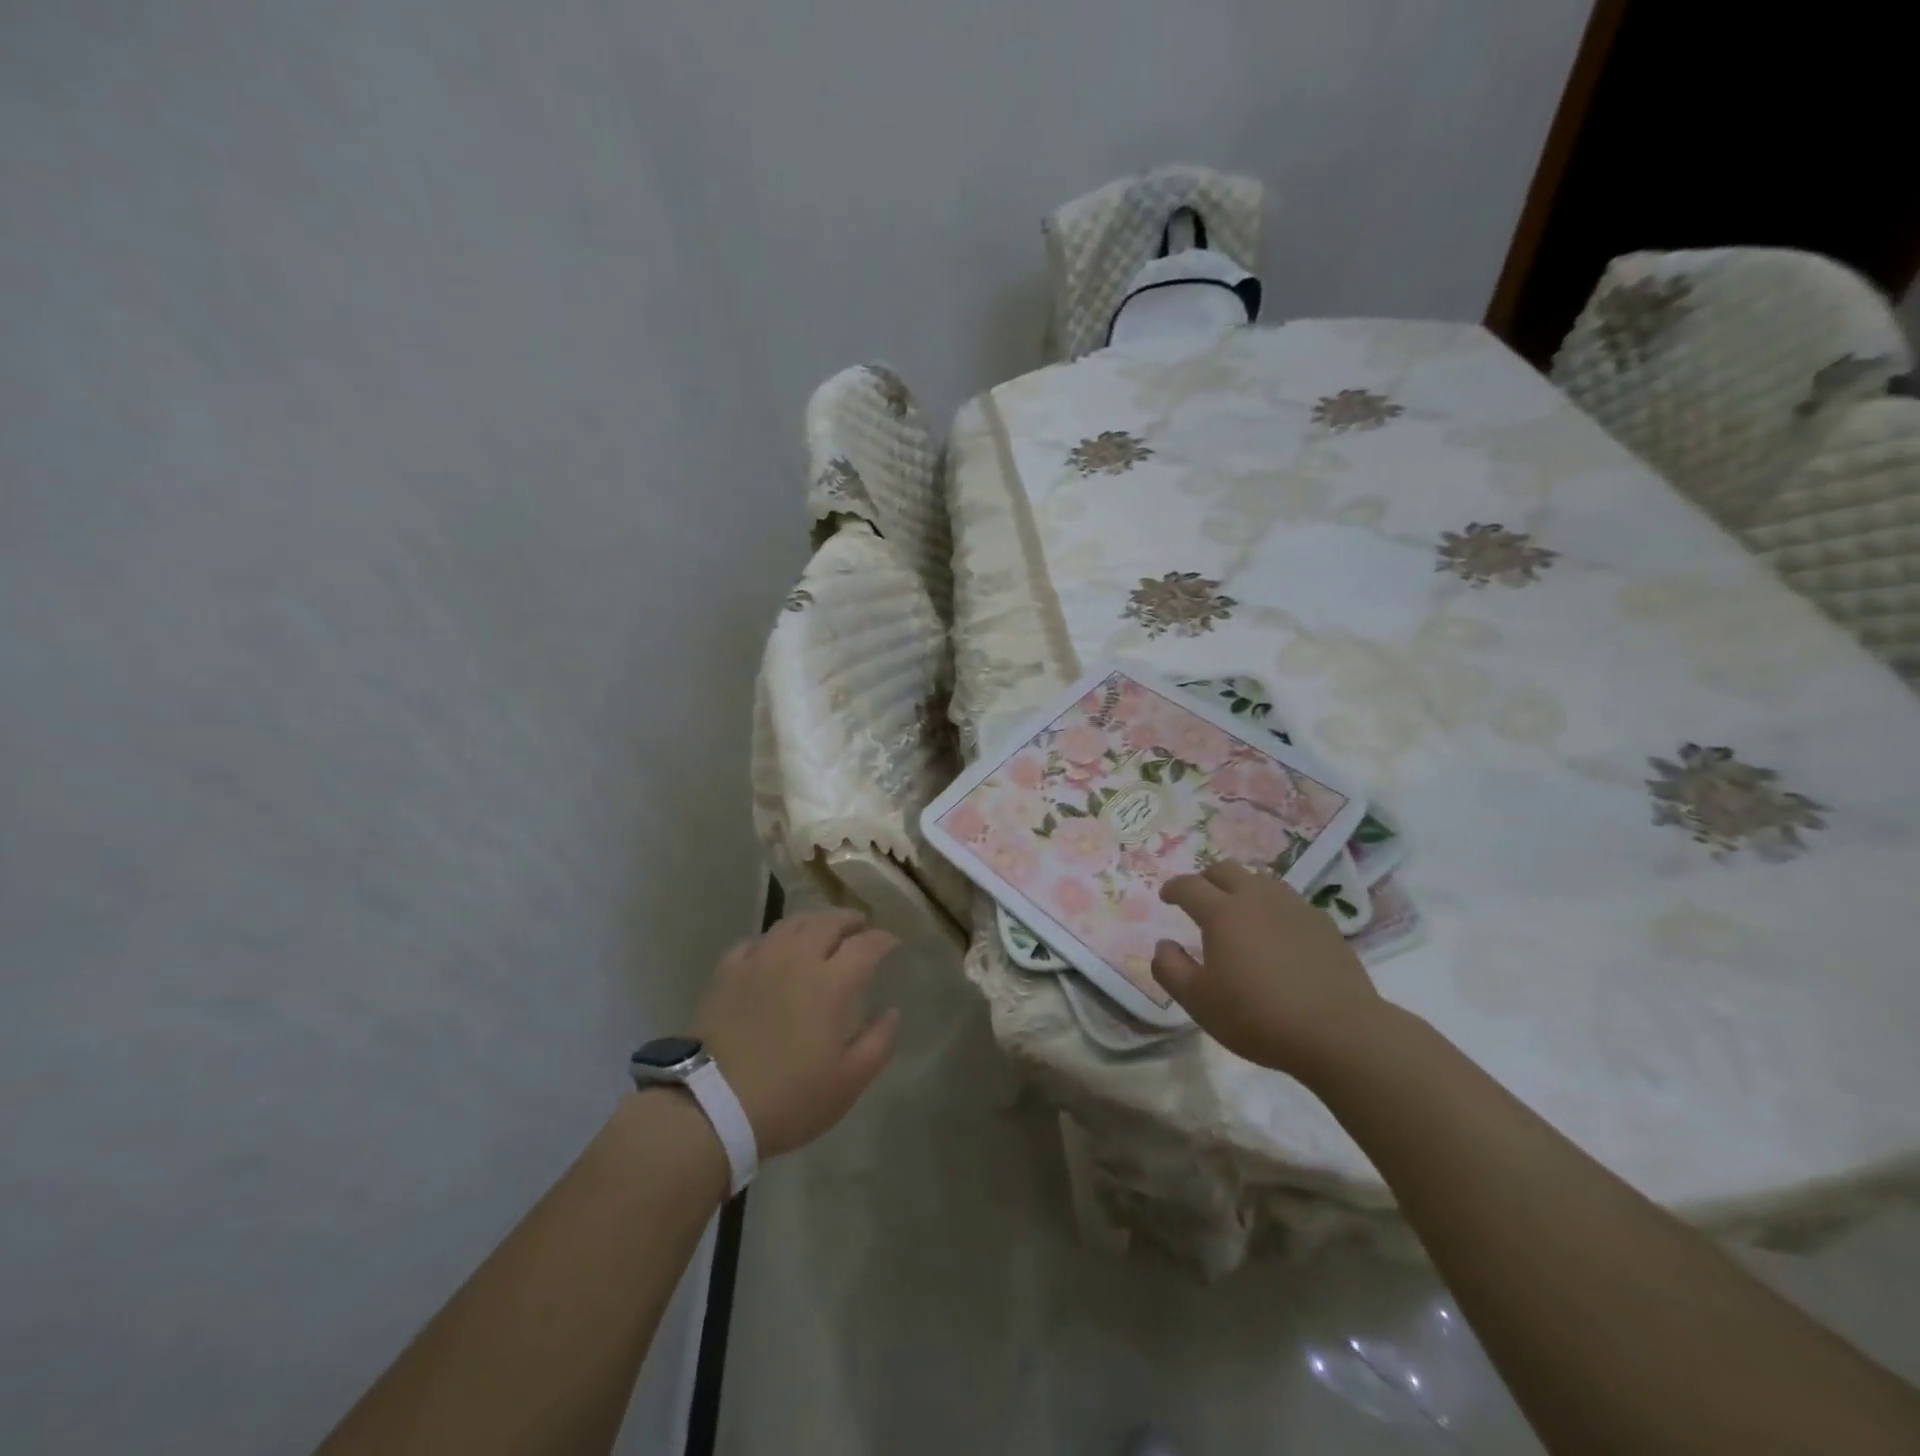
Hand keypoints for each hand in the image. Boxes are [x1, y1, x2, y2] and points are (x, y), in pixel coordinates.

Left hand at [694, 909, 900, 1158]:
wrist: (710, 1107)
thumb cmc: (788, 1098)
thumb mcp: (847, 1083)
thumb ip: (878, 1043)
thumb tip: (893, 1012)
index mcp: (831, 983)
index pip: (866, 945)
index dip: (884, 940)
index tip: (893, 943)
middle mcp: (797, 959)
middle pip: (828, 922)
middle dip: (850, 920)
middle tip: (860, 926)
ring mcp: (759, 961)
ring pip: (791, 924)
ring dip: (814, 921)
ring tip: (822, 930)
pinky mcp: (727, 972)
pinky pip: (755, 942)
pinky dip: (773, 940)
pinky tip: (774, 951)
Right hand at [1152, 861, 1385, 1084]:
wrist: (1338, 1032)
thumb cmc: (1257, 1016)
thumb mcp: (1199, 1001)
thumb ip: (1171, 969)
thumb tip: (1163, 945)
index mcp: (1221, 912)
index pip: (1189, 886)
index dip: (1173, 888)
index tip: (1166, 897)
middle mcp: (1256, 898)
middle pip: (1225, 869)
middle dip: (1206, 879)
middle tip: (1200, 898)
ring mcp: (1293, 907)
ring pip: (1260, 880)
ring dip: (1241, 887)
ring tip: (1238, 910)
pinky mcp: (1322, 922)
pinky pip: (1288, 901)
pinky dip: (1272, 906)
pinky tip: (1275, 931)